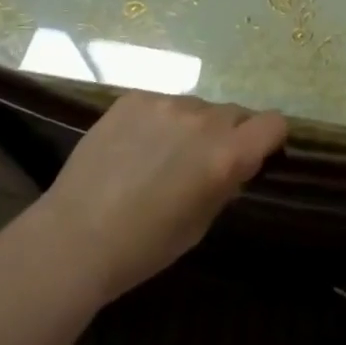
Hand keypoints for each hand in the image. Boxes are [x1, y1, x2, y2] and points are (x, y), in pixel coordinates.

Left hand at [37, 93, 286, 303]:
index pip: (273, 123)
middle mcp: (203, 119)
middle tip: (199, 164)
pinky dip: (157, 121)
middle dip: (227, 135)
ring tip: (158, 157)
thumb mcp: (199, 224)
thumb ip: (225, 184)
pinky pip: (161, 103)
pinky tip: (132, 149)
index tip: (253, 156)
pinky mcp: (134, 97)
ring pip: (195, 108)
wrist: (72, 238)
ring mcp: (166, 103)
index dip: (268, 139)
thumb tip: (235, 165)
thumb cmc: (143, 247)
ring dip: (190, 127)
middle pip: (234, 113)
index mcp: (226, 154)